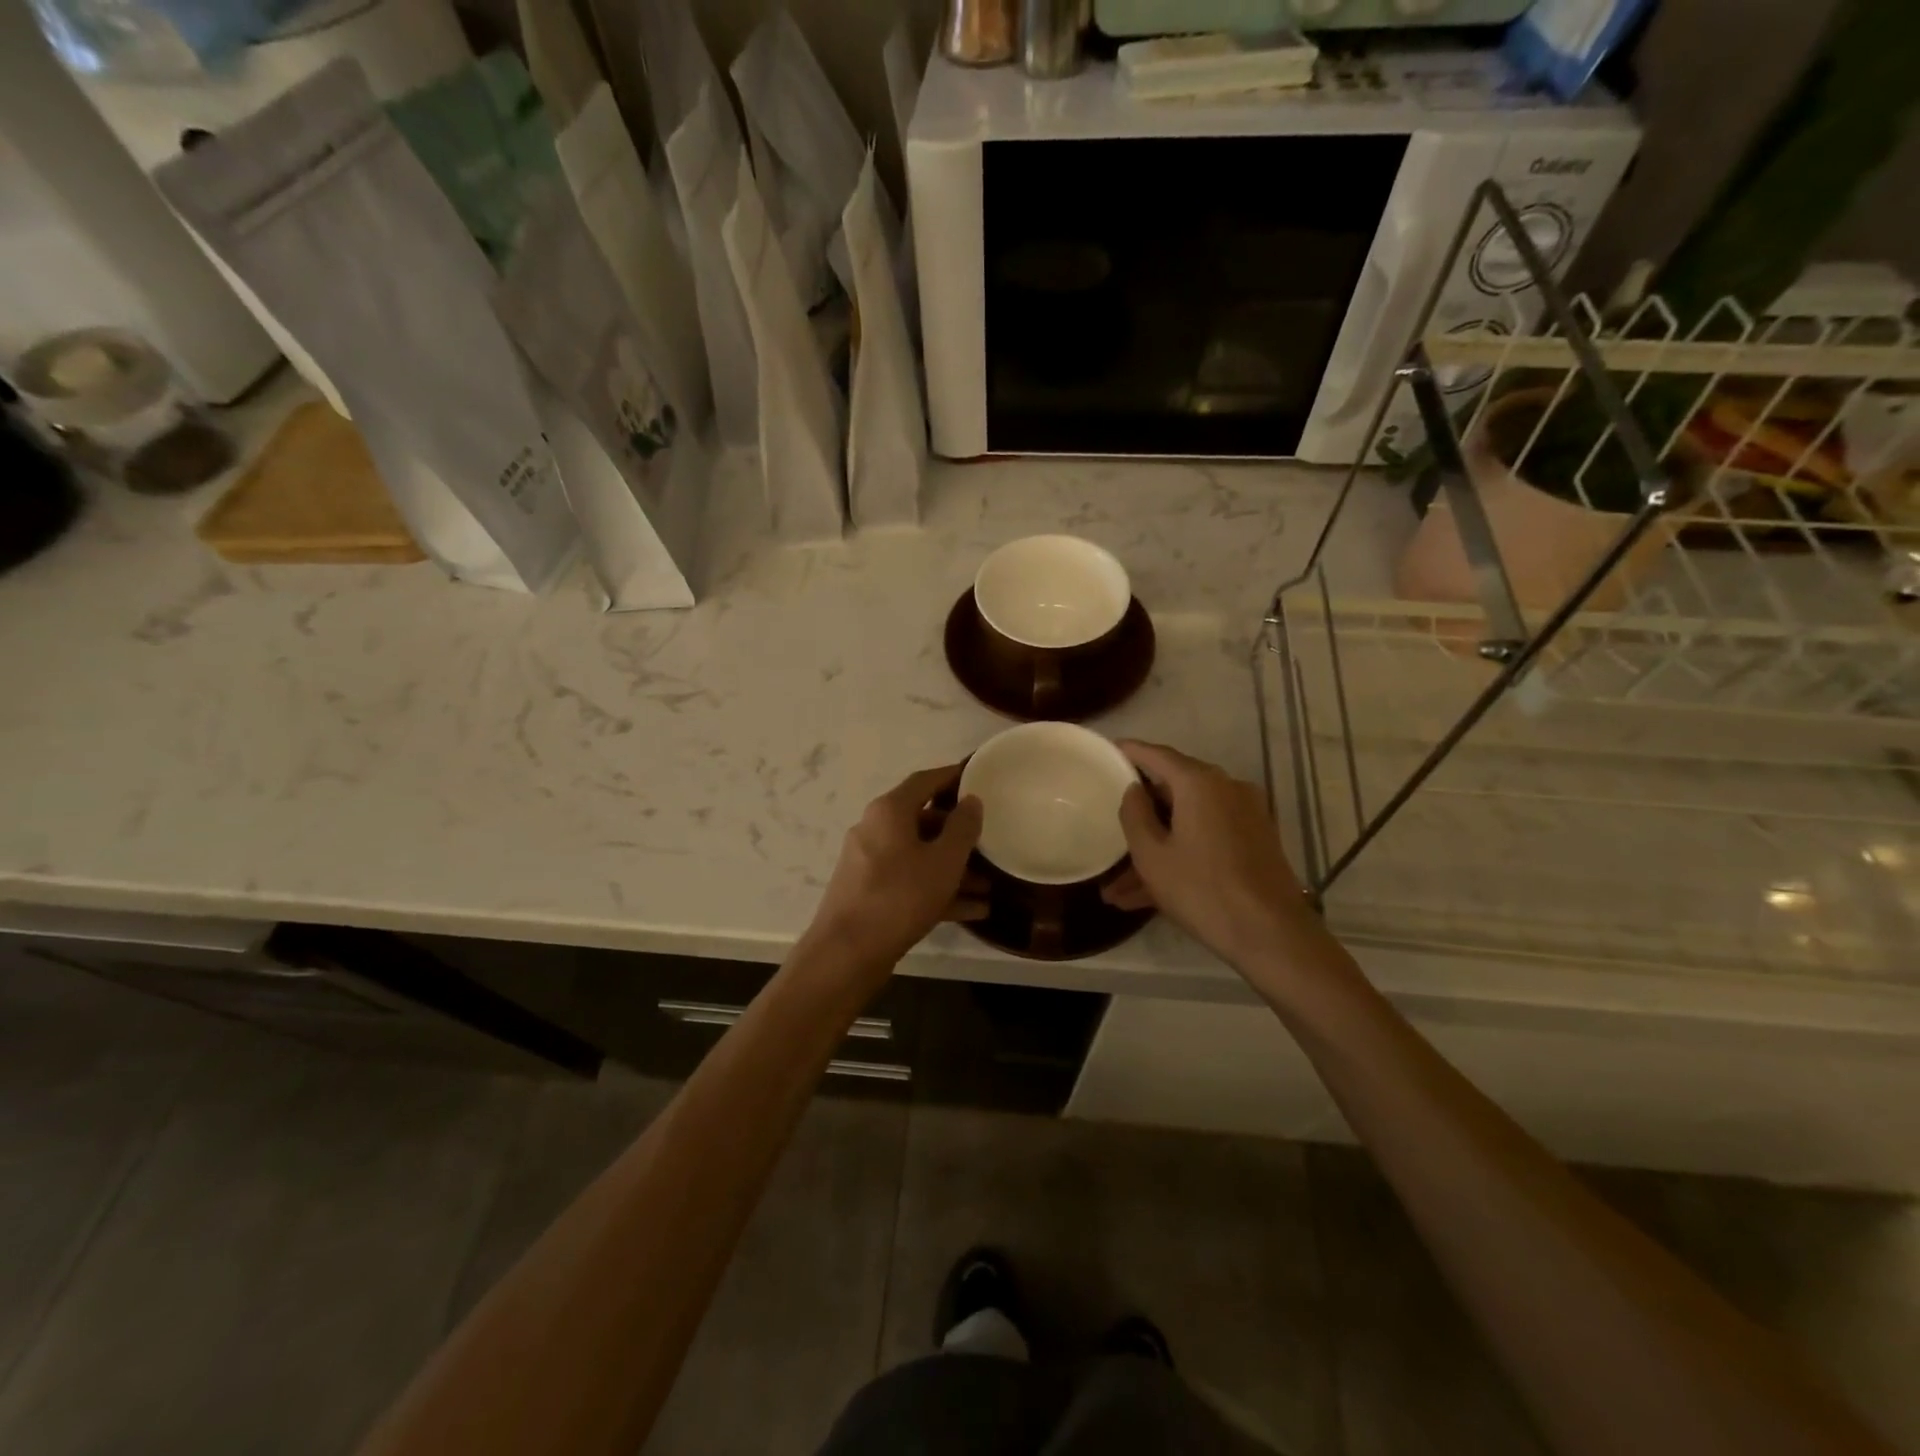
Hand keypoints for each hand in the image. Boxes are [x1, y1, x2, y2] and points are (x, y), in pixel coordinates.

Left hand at [804, 765, 984, 972]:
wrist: (847, 953)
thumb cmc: (900, 896)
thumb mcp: (943, 861)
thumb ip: (962, 828)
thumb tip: (972, 800)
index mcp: (889, 811)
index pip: (925, 781)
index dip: (952, 776)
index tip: (978, 777)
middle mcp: (875, 829)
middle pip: (923, 820)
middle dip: (958, 833)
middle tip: (989, 839)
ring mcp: (870, 863)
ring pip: (919, 856)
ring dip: (953, 868)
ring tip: (989, 885)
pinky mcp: (870, 893)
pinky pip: (910, 882)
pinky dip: (938, 890)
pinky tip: (973, 910)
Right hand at [1102, 741, 1316, 970]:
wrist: (1271, 933)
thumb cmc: (1202, 889)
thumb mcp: (1152, 855)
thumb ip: (1135, 815)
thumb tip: (1134, 790)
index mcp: (1199, 783)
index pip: (1157, 755)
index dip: (1131, 751)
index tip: (1109, 750)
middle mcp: (1226, 788)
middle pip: (1174, 790)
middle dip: (1141, 815)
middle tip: (1110, 828)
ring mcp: (1245, 815)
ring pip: (1188, 823)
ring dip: (1157, 848)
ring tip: (1119, 889)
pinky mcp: (1255, 841)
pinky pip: (1207, 839)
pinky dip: (1180, 856)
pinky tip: (1148, 896)